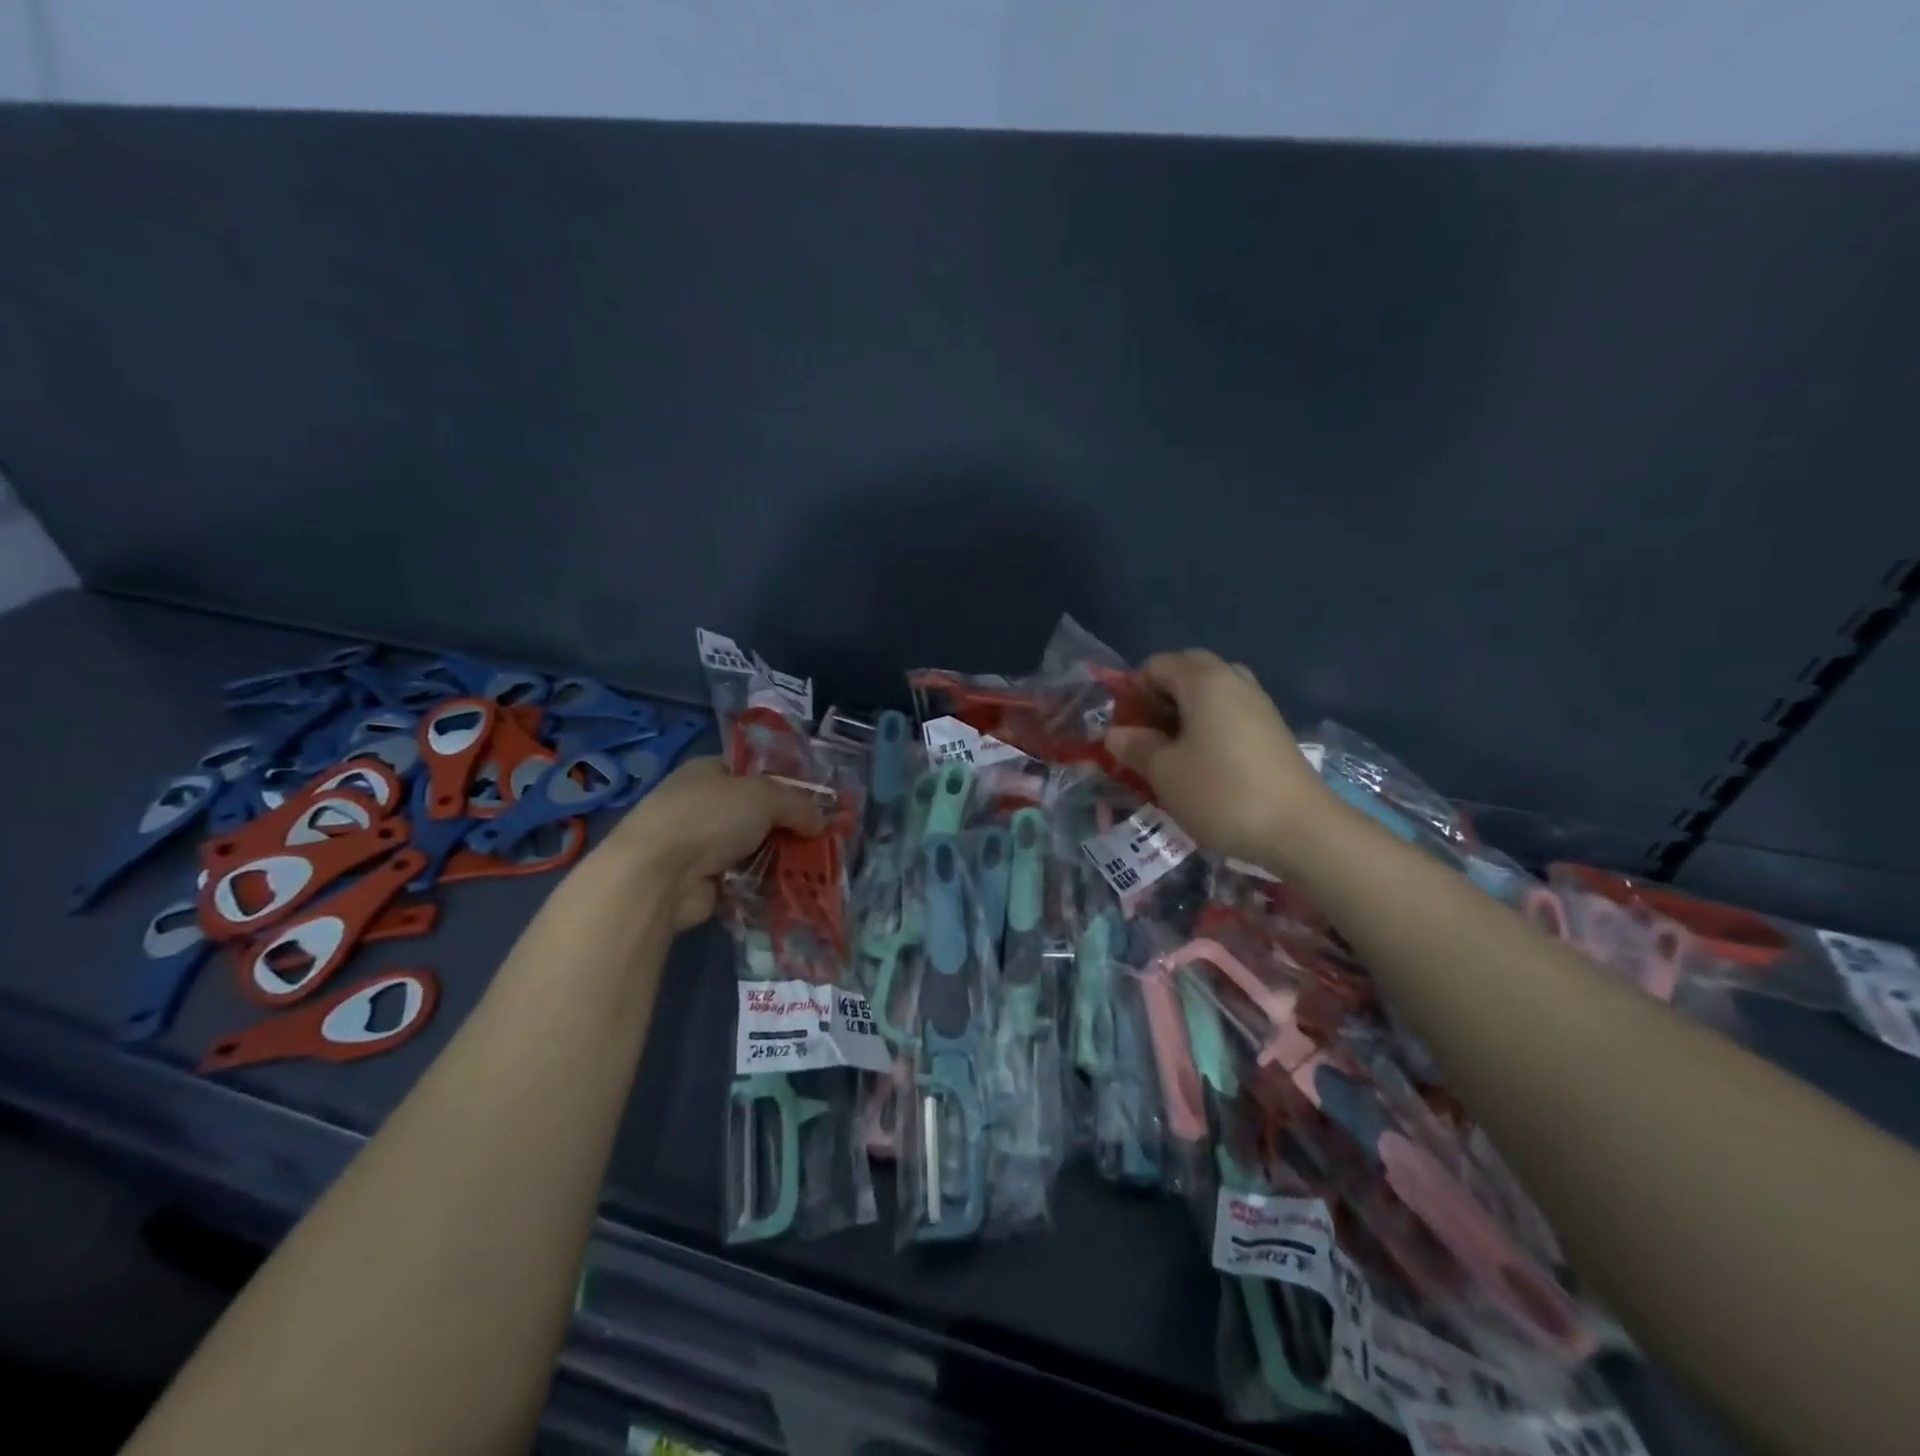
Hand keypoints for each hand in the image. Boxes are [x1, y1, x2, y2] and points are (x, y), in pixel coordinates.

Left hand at [599, 756, 823, 929]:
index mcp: (709, 771)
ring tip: (815, 865)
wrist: (659, 875)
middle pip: (757, 811)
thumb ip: (798, 804)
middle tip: (821, 837)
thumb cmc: (710, 817)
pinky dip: (766, 882)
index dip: (786, 782)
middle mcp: (703, 804)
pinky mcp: (704, 880)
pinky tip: (792, 886)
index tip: (817, 800)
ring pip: (754, 846)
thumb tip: (820, 822)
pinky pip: (746, 877)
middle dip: (789, 824)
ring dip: (781, 856)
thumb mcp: (764, 796)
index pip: (754, 770)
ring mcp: (701, 844)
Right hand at [1105, 650, 1327, 866]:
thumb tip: (1115, 734)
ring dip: (1185, 712)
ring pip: (1211, 692)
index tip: (1127, 730)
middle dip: (1160, 698)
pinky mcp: (1273, 729)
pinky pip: (1230, 712)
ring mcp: (1258, 703)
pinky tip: (1205, 763)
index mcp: (1204, 680)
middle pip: (1186, 671)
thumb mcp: (1164, 772)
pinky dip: (1209, 726)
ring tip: (1174, 751)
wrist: (1300, 829)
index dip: (1133, 692)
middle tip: (1148, 737)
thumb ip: (1135, 746)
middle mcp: (1234, 680)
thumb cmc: (1221, 793)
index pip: (1156, 665)